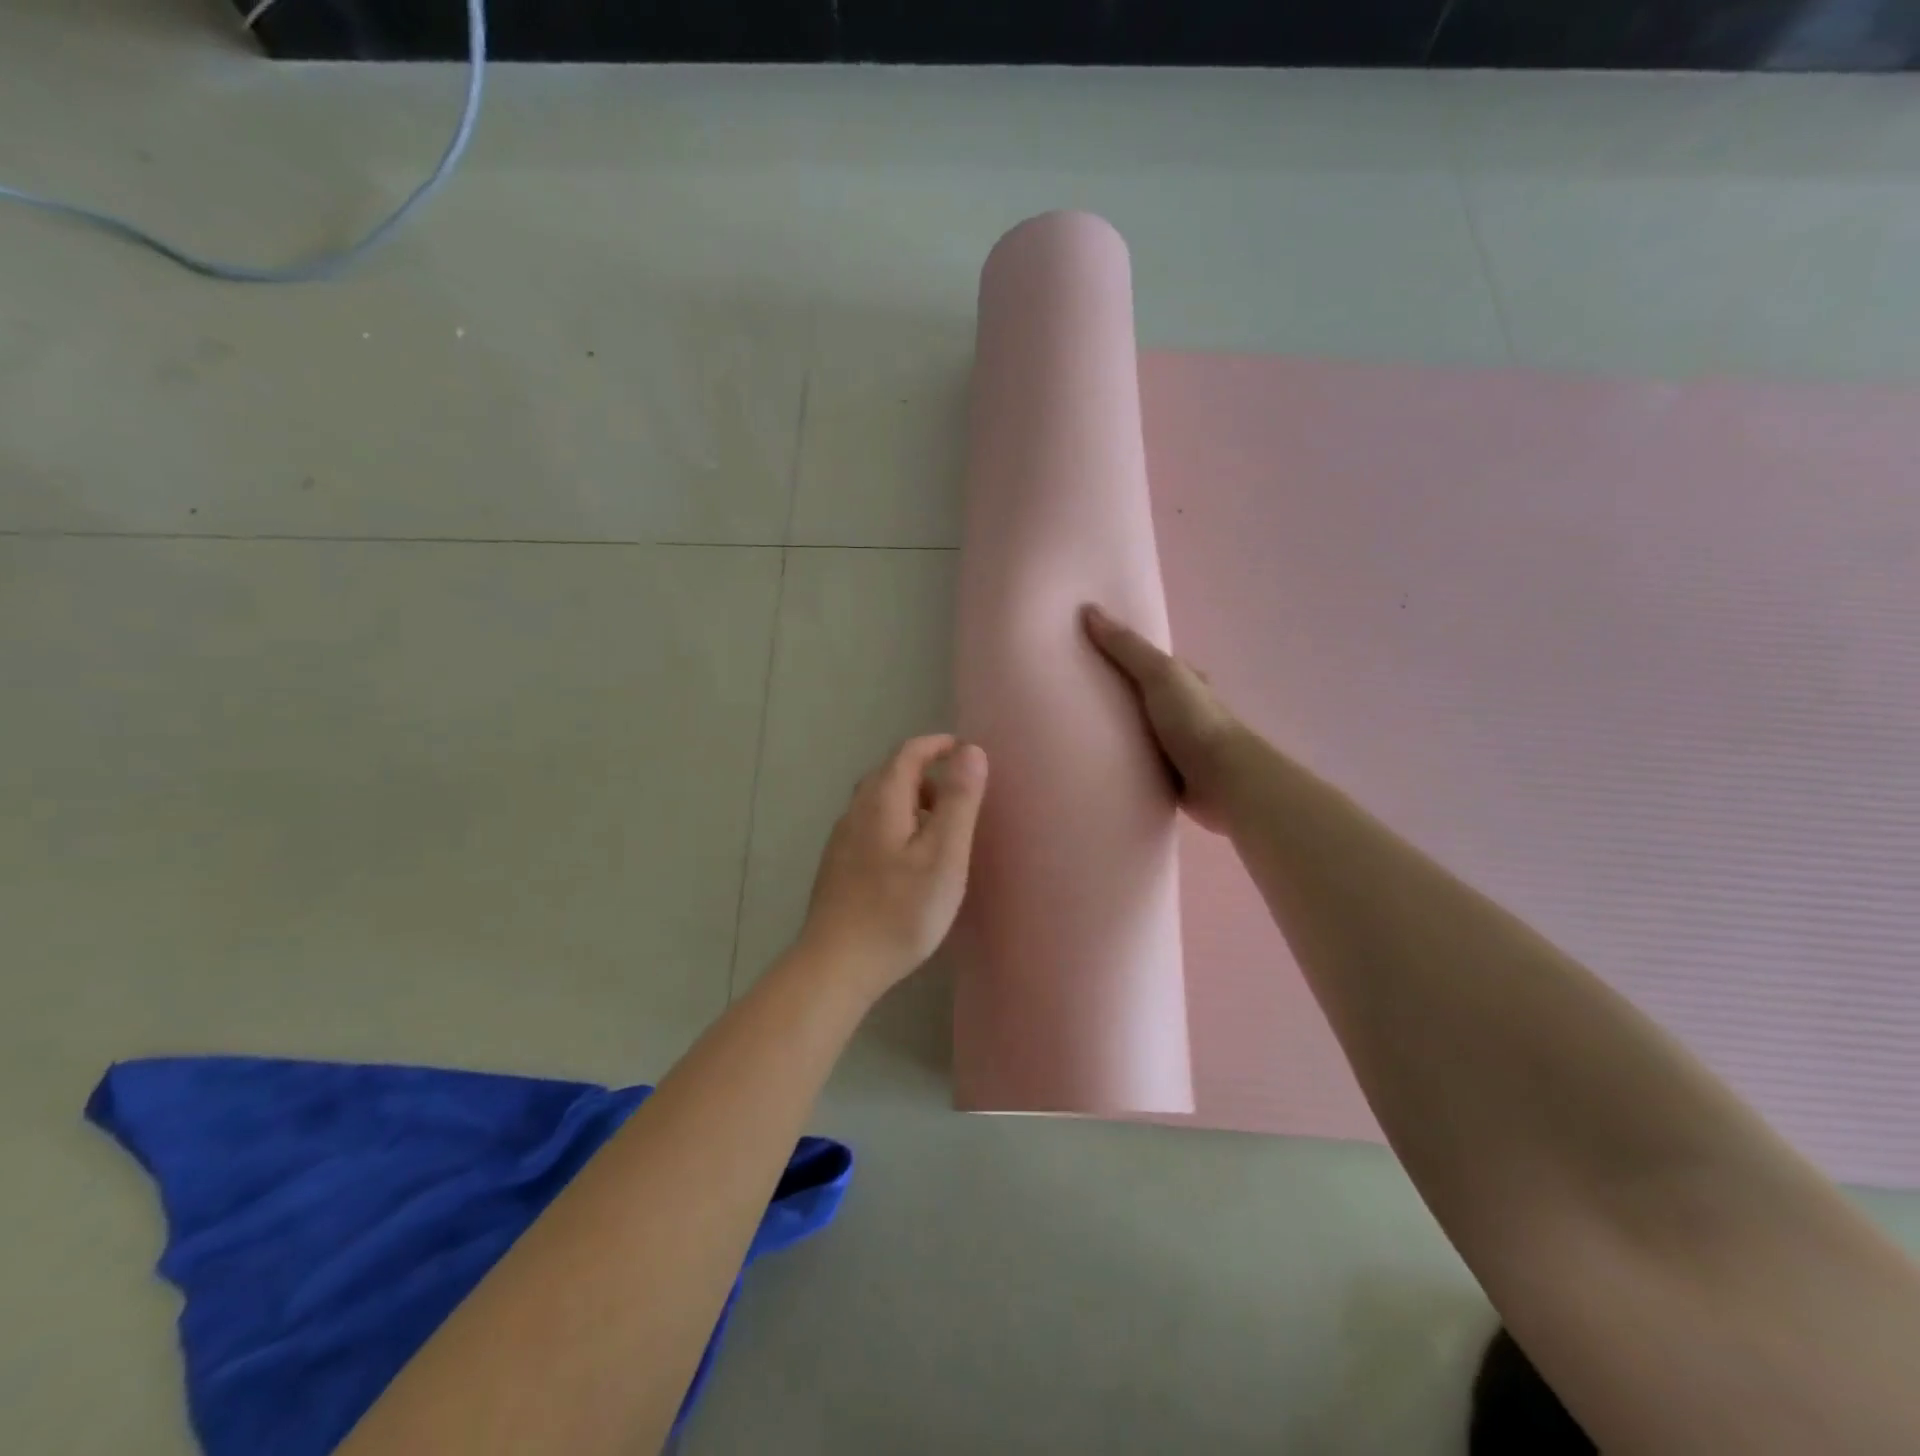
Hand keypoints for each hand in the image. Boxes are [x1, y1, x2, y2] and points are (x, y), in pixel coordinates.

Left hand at [799, 735, 988, 994]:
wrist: (836, 965)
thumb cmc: (899, 911)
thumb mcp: (943, 855)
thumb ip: (959, 801)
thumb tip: (970, 750)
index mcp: (882, 800)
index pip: (908, 752)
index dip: (938, 745)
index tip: (966, 753)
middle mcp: (856, 811)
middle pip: (891, 774)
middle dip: (926, 774)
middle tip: (959, 798)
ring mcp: (842, 840)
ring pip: (879, 803)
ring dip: (911, 802)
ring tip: (940, 831)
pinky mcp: (837, 866)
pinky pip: (870, 826)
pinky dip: (895, 825)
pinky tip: (908, 861)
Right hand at [1083, 604, 1244, 833]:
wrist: (1223, 781)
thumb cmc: (1194, 721)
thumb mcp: (1159, 674)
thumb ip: (1126, 647)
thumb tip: (1089, 609)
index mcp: (1187, 682)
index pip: (1153, 664)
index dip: (1125, 658)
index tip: (1090, 657)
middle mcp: (1184, 712)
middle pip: (1145, 699)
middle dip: (1119, 698)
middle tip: (1075, 698)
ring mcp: (1179, 747)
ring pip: (1142, 734)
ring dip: (1119, 734)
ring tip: (1077, 732)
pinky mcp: (1171, 778)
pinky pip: (1140, 766)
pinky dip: (1124, 764)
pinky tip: (1098, 764)